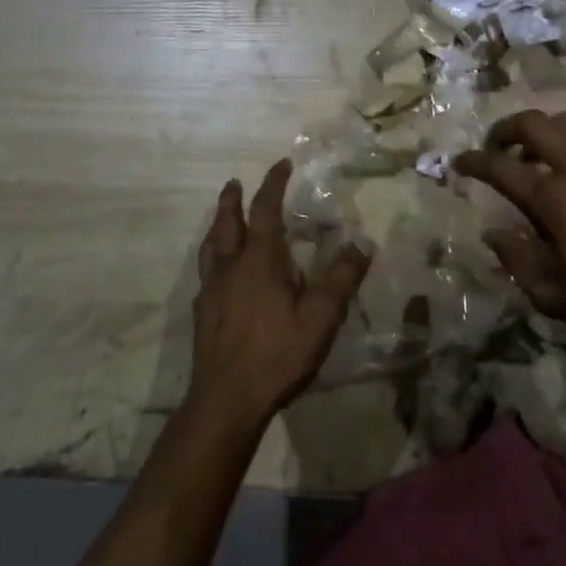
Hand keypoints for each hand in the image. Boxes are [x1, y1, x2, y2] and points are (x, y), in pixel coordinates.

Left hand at [187, 160, 370, 429]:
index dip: (273, 184)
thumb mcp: (320, 317)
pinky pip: (206, 274)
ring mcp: (211, 291)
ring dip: (217, 225)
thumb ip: (341, 278)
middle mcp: (231, 267)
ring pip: (210, 246)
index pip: (265, 209)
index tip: (282, 164)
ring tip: (222, 219)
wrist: (226, 401)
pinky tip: (219, 274)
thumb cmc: (277, 354)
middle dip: (233, 199)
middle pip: (227, 222)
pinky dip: (213, 259)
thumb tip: (362, 242)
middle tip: (235, 182)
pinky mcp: (202, 314)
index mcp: (259, 260)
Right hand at [456, 110, 565, 353]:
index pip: (499, 166)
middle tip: (496, 147)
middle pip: (532, 123)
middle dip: (505, 129)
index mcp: (552, 197)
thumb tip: (493, 234)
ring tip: (536, 152)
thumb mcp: (554, 294)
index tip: (460, 163)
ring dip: (543, 130)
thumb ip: (517, 259)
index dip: (474, 161)